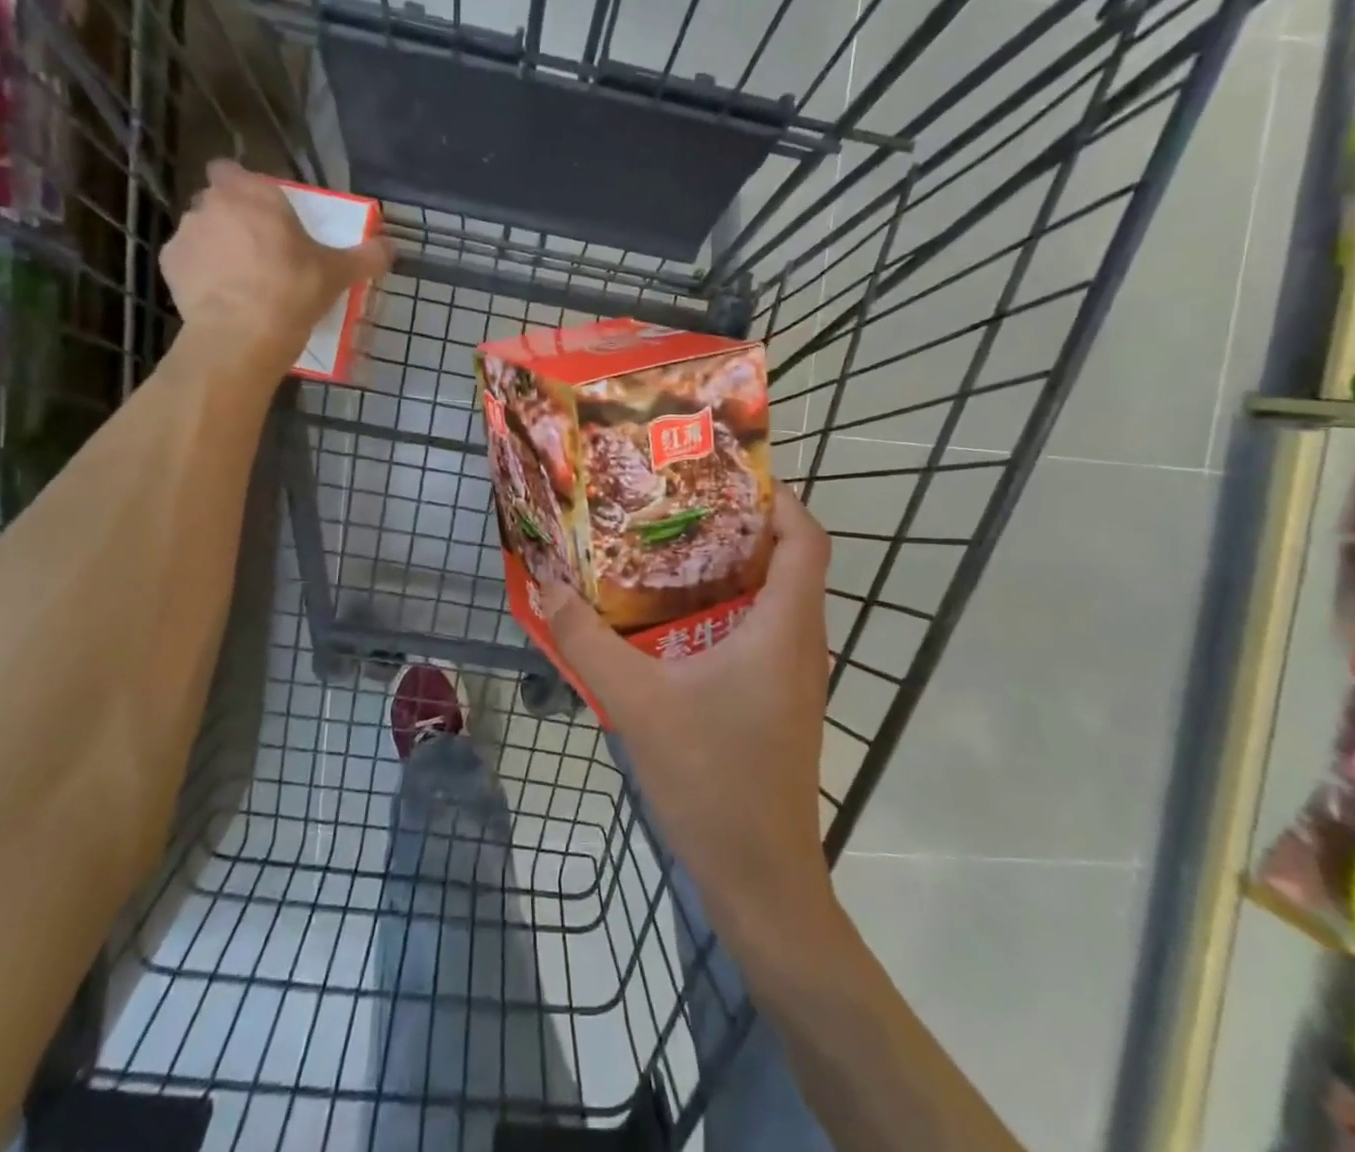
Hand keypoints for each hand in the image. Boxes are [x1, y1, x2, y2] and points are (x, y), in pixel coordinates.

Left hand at [161, 162, 391, 366]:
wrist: (242, 333)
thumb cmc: (294, 290)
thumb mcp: (339, 273)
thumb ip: (366, 256)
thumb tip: (392, 247)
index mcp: (253, 194)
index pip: (231, 169)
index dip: (244, 187)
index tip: (263, 212)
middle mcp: (212, 204)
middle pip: (218, 201)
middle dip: (233, 218)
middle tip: (260, 248)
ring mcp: (187, 233)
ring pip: (201, 231)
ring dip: (216, 246)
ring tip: (240, 278)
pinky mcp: (169, 265)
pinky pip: (187, 261)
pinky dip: (201, 273)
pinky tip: (221, 295)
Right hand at [544, 490, 835, 937]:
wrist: (759, 879)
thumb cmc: (712, 779)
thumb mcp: (637, 702)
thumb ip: (587, 642)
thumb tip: (548, 588)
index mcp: (784, 627)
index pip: (807, 539)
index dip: (781, 498)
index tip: (731, 474)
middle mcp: (800, 641)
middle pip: (790, 560)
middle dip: (743, 524)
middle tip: (682, 502)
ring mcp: (793, 674)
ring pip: (776, 597)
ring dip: (734, 566)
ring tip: (672, 545)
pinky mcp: (779, 700)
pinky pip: (763, 630)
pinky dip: (729, 606)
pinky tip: (676, 617)